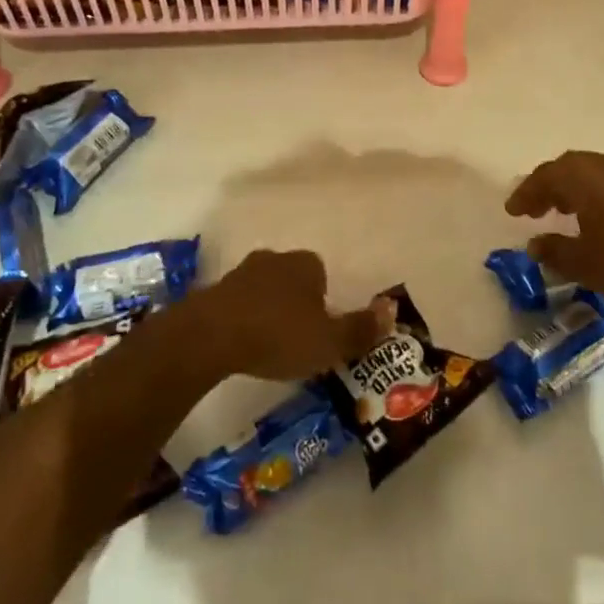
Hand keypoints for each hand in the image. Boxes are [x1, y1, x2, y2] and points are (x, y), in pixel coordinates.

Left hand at [185, 249, 390, 381]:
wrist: (211, 335)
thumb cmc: (278, 335)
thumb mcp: (329, 341)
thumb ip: (360, 329)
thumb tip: (391, 311)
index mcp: (306, 264)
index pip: (321, 275)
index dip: (323, 303)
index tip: (320, 331)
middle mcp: (276, 258)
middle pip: (293, 279)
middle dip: (295, 303)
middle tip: (296, 339)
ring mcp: (242, 272)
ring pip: (264, 289)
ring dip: (267, 310)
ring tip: (267, 345)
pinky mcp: (214, 290)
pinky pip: (238, 303)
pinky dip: (243, 318)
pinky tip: (241, 345)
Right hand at [505, 151, 603, 315]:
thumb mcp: (584, 264)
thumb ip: (553, 250)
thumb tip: (536, 244)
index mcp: (585, 176)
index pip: (545, 177)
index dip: (525, 194)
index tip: (512, 211)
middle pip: (569, 168)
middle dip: (548, 187)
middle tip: (534, 208)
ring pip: (594, 172)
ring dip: (574, 188)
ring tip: (564, 212)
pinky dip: (599, 193)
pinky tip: (601, 217)